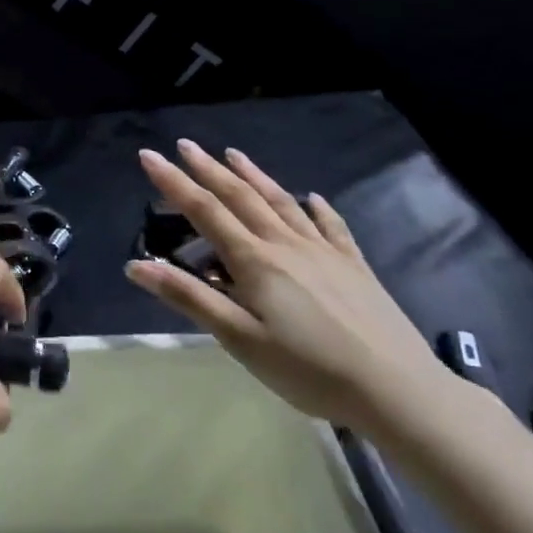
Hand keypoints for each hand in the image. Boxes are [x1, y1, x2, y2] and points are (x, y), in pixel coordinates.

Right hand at [125, 140, 441, 433]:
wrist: (396, 388)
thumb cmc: (307, 368)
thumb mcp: (238, 338)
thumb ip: (188, 297)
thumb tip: (136, 266)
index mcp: (254, 261)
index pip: (204, 211)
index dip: (174, 182)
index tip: (149, 155)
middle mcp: (286, 244)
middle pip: (241, 197)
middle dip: (209, 169)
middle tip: (186, 144)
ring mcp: (324, 251)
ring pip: (282, 202)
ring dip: (254, 176)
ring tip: (234, 154)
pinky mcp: (353, 266)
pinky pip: (330, 226)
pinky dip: (316, 207)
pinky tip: (312, 197)